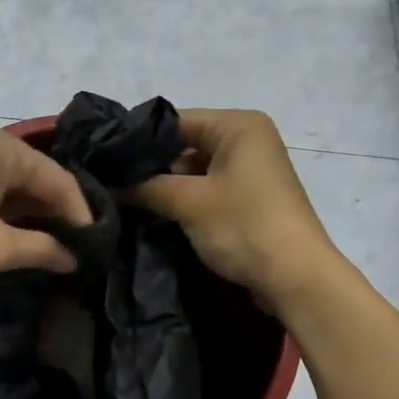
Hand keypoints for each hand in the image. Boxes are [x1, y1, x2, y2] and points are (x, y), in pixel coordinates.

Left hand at [0, 123, 92, 308]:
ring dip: (25, 215)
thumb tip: (74, 256)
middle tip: (76, 248)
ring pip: (3, 184)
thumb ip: (41, 248)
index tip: (94, 245)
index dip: (78, 212)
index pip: (54, 176)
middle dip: (52, 212)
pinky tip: (10, 239)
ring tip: (49, 248)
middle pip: (29, 175)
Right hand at [130, 109, 340, 303]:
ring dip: (165, 187)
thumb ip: (145, 186)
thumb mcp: (187, 202)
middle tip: (111, 185)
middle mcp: (247, 139)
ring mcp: (250, 170)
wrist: (294, 277)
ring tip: (125, 201)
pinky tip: (155, 214)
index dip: (138, 141)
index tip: (105, 162)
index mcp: (238, 125)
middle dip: (150, 166)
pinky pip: (207, 189)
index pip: (174, 121)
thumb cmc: (243, 226)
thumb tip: (110, 183)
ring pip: (193, 170)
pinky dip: (183, 200)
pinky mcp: (249, 198)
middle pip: (184, 144)